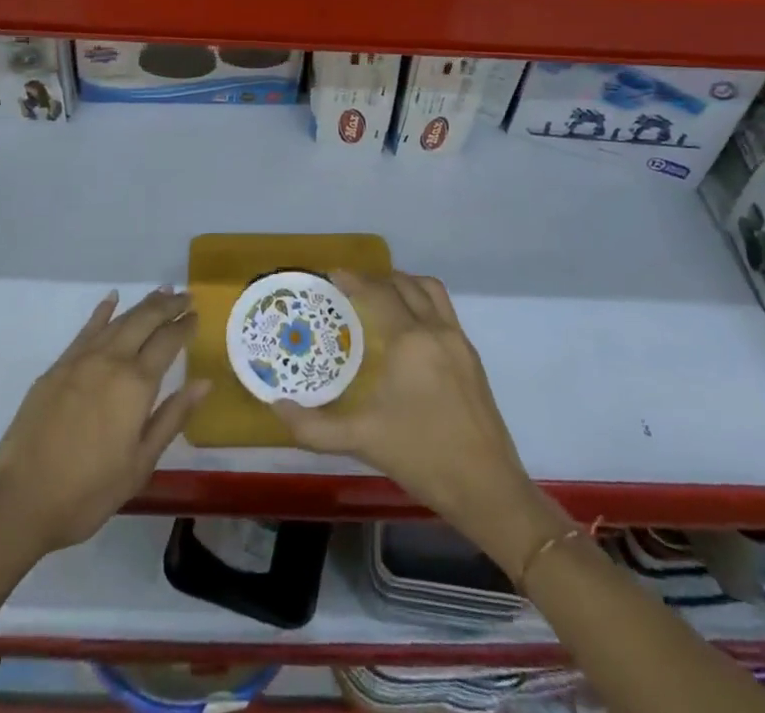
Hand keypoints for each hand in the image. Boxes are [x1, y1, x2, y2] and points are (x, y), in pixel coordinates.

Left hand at [0, 288, 207, 554]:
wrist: (19, 500)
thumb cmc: (88, 491)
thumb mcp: (140, 464)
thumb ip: (172, 418)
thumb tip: (204, 382)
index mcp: (136, 384)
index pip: (168, 341)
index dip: (185, 326)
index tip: (197, 315)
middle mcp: (111, 360)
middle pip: (145, 320)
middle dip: (168, 305)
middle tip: (186, 296)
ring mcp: (81, 360)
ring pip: (119, 320)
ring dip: (142, 305)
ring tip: (161, 293)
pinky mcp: (58, 367)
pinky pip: (87, 329)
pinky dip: (103, 312)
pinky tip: (112, 299)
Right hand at [273, 271, 563, 577]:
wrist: (488, 489)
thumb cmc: (422, 457)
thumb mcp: (362, 440)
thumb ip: (314, 426)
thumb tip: (276, 407)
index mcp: (410, 341)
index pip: (378, 293)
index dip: (354, 280)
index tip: (332, 275)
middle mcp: (437, 330)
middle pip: (406, 285)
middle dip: (377, 279)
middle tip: (352, 288)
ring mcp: (459, 342)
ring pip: (431, 292)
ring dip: (405, 284)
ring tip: (382, 296)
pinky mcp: (472, 359)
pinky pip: (444, 312)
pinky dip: (423, 304)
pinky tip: (408, 331)